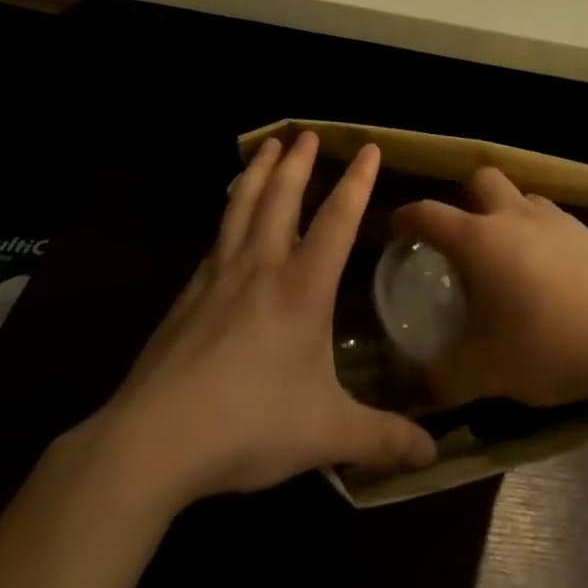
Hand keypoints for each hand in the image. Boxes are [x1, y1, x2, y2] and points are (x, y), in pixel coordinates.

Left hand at [88, 133, 436, 505]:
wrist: (154, 439)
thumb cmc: (249, 425)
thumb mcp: (326, 435)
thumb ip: (381, 438)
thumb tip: (433, 454)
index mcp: (302, 290)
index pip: (337, 221)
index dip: (357, 182)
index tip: (369, 148)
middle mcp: (261, 268)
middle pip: (281, 199)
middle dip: (299, 163)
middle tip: (307, 133)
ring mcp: (218, 276)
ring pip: (242, 207)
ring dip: (258, 173)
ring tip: (268, 146)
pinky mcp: (188, 294)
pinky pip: (216, 236)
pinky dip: (229, 210)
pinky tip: (228, 216)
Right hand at [392, 167, 587, 408]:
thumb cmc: (545, 347)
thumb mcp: (483, 372)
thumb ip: (444, 377)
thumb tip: (423, 386)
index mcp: (478, 240)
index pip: (429, 214)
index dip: (407, 217)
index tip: (398, 228)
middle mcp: (513, 216)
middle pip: (480, 179)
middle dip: (463, 198)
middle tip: (460, 234)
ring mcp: (554, 220)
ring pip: (520, 196)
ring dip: (505, 212)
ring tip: (506, 252)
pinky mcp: (586, 233)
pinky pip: (550, 219)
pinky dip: (538, 232)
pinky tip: (545, 269)